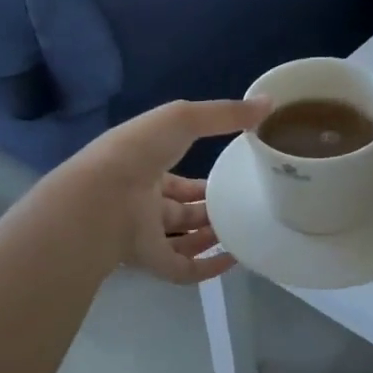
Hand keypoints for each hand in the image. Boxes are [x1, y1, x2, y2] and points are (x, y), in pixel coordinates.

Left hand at [64, 97, 269, 283]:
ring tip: (244, 230)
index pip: (175, 178)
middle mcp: (143, 203)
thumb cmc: (139, 152)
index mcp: (144, 169)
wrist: (102, 198)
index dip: (200, 179)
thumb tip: (269, 102)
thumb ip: (225, 113)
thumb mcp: (183, 118)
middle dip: (208, 209)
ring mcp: (146, 234)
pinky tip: (234, 259)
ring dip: (211, 237)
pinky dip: (209, 268)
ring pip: (184, 239)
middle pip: (181, 210)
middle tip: (242, 207)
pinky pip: (185, 269)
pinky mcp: (152, 262)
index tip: (230, 177)